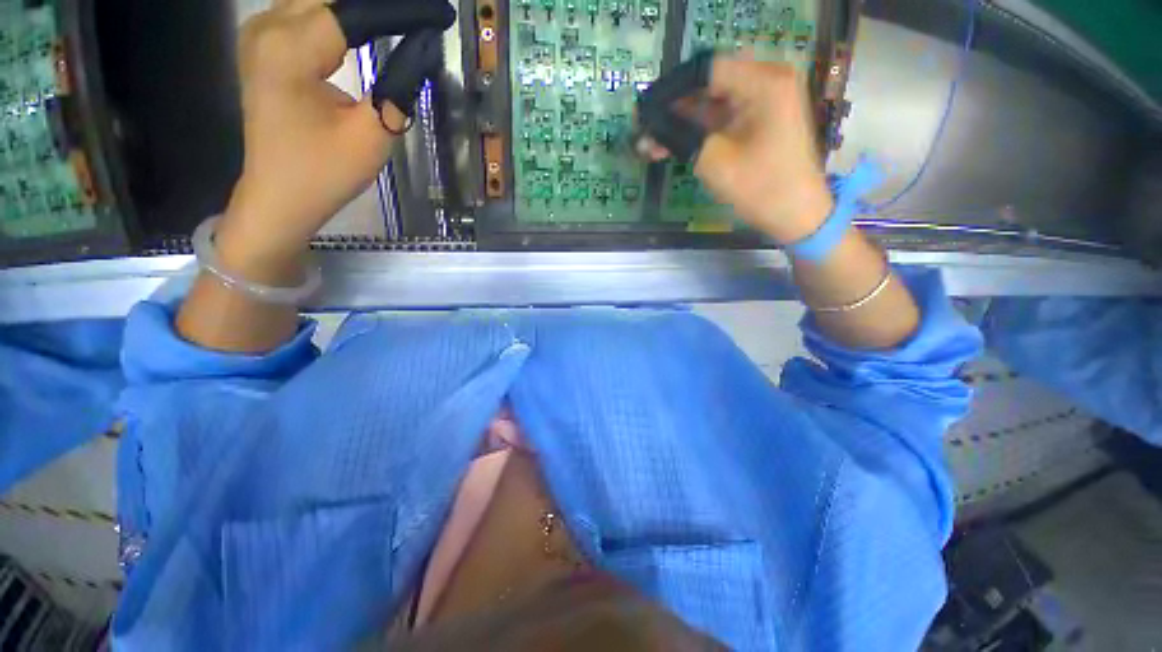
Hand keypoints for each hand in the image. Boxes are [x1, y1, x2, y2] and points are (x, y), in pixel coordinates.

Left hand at [217, 0, 452, 266]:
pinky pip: (308, 10)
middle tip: (419, 15)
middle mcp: (267, 26)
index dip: (400, 11)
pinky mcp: (265, 42)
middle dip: (379, 6)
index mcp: (290, 50)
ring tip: (398, 19)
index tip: (438, 15)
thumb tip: (424, 48)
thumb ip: (398, 87)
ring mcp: (261, 31)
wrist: (280, 194)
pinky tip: (364, 21)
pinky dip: (340, 13)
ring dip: (357, 8)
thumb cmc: (325, 173)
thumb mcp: (373, 136)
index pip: (355, 10)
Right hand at [641, 56, 832, 243]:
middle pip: (708, 85)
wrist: (795, 213)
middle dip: (674, 108)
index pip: (706, 70)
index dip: (672, 89)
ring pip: (711, 103)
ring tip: (650, 143)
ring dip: (681, 123)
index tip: (644, 111)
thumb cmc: (759, 186)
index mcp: (764, 81)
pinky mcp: (759, 120)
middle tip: (644, 128)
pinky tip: (671, 145)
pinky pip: (722, 117)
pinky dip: (698, 131)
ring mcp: (764, 100)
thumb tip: (647, 129)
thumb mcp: (713, 160)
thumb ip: (679, 136)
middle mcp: (766, 80)